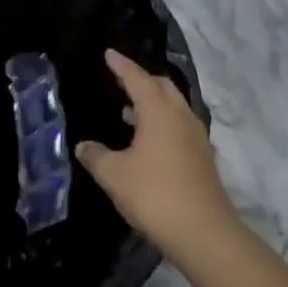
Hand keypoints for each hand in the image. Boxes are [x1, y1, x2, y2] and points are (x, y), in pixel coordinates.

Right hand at [77, 50, 238, 263]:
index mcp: (159, 111)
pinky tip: (148, 142)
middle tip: (121, 80)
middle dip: (142, 80)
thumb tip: (83, 146)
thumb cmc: (154, 194)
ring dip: (153, 104)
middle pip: (162, 87)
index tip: (109, 53)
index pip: (138, 78)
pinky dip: (162, 124)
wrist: (204, 233)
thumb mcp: (114, 175)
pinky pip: (179, 127)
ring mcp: (196, 138)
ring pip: (174, 108)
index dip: (121, 65)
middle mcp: (181, 116)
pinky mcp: (202, 159)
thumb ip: (95, 156)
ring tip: (128, 111)